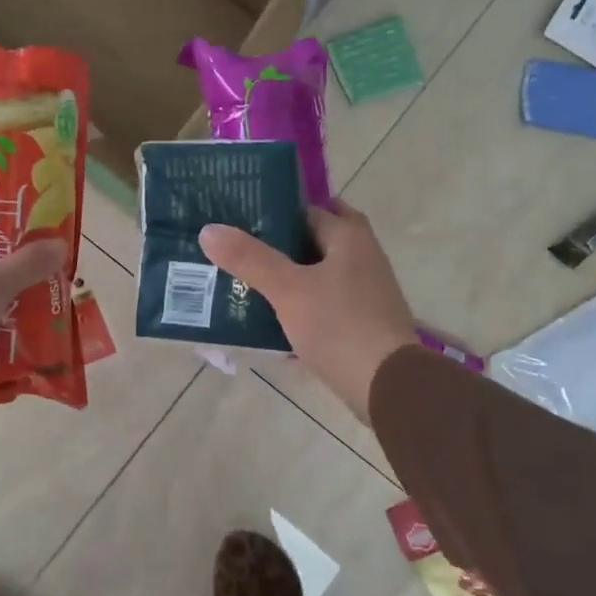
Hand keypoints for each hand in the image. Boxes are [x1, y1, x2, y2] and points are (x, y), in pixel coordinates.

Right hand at [199, 199, 417, 426]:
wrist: (386, 385)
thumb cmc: (339, 326)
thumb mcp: (288, 289)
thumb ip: (249, 259)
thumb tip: (209, 230)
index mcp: (350, 237)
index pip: (307, 209)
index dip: (273, 212)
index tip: (238, 221)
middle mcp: (362, 257)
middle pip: (312, 242)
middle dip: (278, 247)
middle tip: (239, 252)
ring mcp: (364, 291)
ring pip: (316, 274)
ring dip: (287, 278)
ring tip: (244, 284)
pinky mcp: (360, 322)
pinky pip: (322, 304)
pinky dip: (298, 306)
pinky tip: (269, 320)